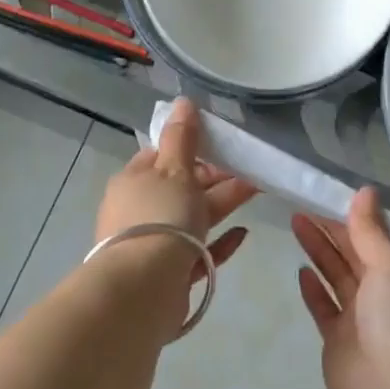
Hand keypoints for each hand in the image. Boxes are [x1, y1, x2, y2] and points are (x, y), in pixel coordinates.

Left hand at [96, 98, 256, 289]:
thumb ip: (182, 137)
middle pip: (180, 187)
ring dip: (222, 204)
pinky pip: (198, 252)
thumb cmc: (159, 217)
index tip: (218, 147)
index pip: (160, 156)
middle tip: (247, 168)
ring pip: (192, 218)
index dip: (189, 149)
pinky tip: (243, 233)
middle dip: (214, 177)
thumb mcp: (174, 169)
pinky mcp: (169, 274)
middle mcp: (139, 210)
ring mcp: (152, 243)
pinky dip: (220, 241)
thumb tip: (182, 101)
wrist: (144, 287)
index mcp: (133, 181)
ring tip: (256, 190)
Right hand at [293, 187, 389, 388]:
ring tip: (295, 221)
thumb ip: (371, 230)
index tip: (329, 192)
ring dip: (319, 250)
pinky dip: (314, 289)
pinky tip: (300, 270)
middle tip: (303, 200)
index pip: (378, 235)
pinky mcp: (339, 340)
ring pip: (337, 275)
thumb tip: (365, 191)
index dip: (355, 214)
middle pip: (355, 252)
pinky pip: (325, 307)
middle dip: (331, 227)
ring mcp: (362, 318)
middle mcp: (386, 292)